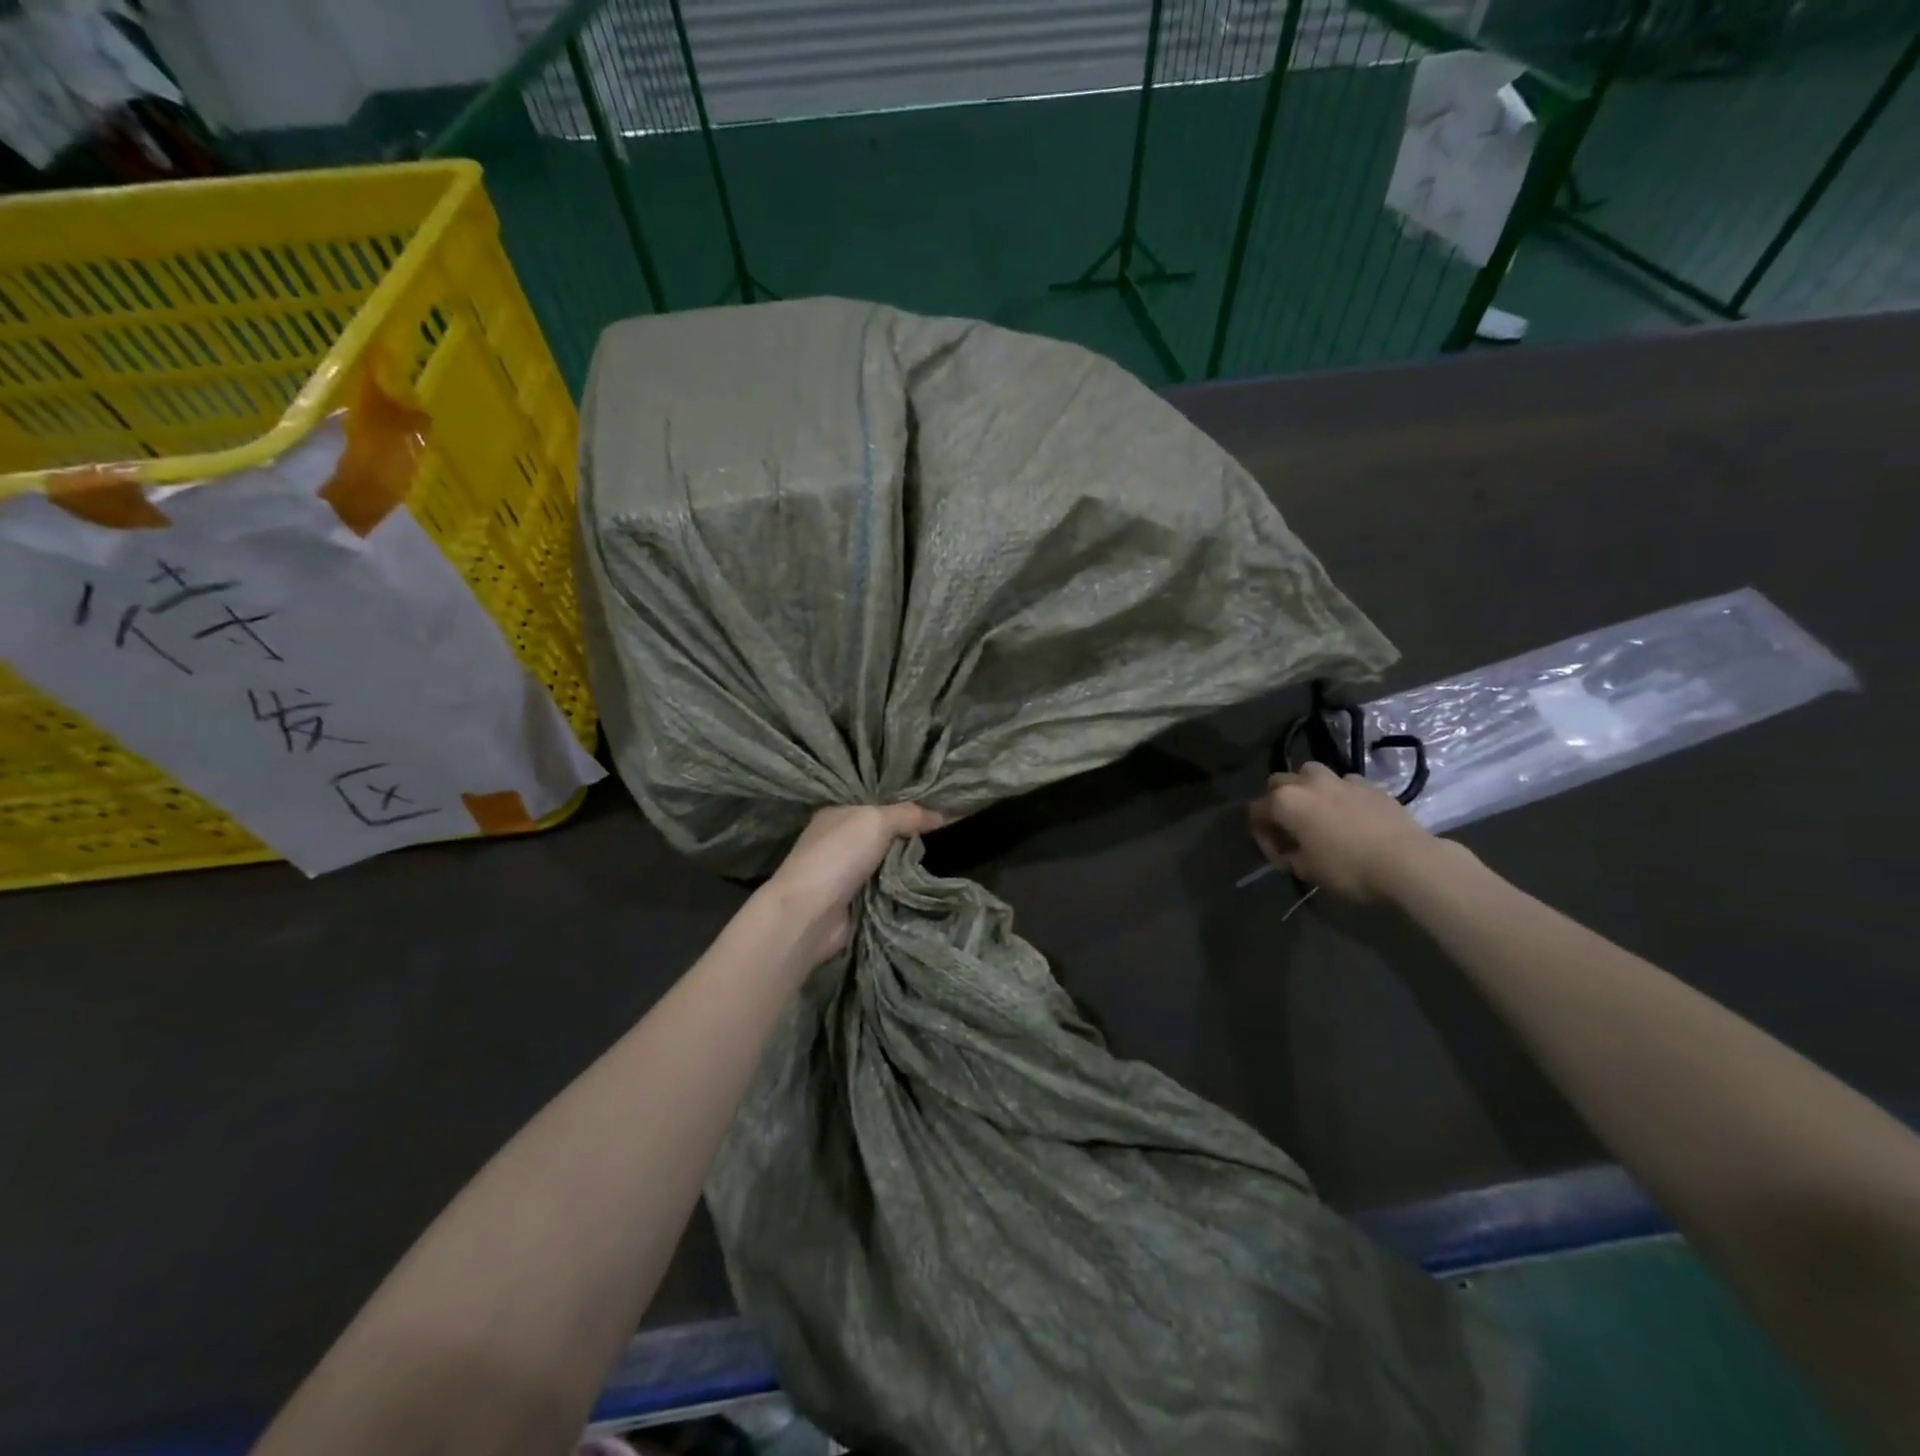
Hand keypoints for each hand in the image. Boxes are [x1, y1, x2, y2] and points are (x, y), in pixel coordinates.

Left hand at [766, 804, 943, 964]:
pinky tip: (926, 888)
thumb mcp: (877, 821)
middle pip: (883, 837)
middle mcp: (838, 842)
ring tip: (945, 864)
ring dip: (908, 869)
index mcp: (837, 815)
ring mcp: (843, 875)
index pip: (876, 806)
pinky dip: (901, 892)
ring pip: (886, 866)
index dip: (905, 809)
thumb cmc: (839, 856)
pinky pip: (885, 892)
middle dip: (910, 840)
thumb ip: (909, 814)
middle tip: (946, 840)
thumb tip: (943, 815)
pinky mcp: (851, 904)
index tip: (938, 813)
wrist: (810, 913)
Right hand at [1248, 762, 1437, 902]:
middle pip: (1278, 783)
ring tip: (1317, 812)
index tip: (1276, 854)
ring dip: (1306, 789)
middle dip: (1277, 802)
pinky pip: (1343, 783)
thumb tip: (1286, 850)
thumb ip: (1286, 856)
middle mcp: (1307, 783)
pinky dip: (1339, 794)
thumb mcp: (1306, 871)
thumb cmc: (1348, 868)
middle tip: (1289, 828)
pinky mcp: (1369, 784)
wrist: (1408, 861)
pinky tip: (1350, 814)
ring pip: (1310, 773)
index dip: (1261, 834)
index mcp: (1285, 802)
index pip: (1256, 811)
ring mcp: (1340, 780)